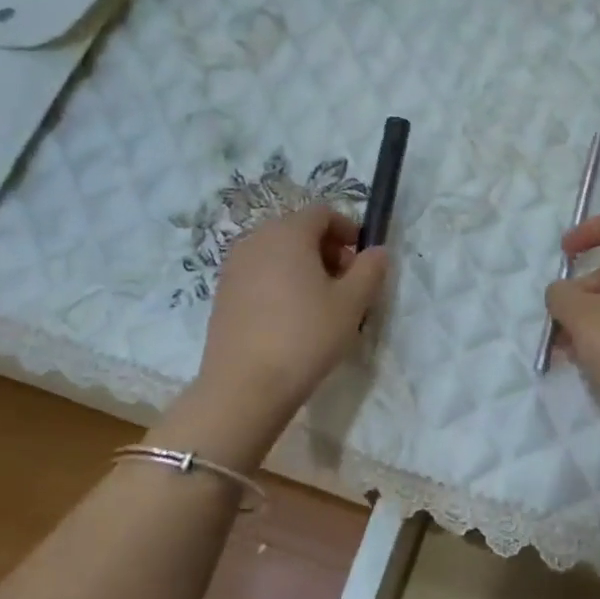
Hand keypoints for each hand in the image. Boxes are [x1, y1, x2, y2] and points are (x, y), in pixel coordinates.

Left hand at [199, 206, 389, 419]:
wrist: (245, 385)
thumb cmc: (305, 336)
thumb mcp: (351, 304)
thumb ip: (370, 270)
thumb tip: (377, 251)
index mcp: (287, 233)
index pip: (322, 213)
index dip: (348, 230)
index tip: (362, 261)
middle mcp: (255, 240)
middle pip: (298, 230)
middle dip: (326, 250)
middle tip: (346, 285)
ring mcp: (233, 267)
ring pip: (277, 253)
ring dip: (303, 267)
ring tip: (320, 304)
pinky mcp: (222, 294)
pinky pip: (259, 274)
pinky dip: (280, 283)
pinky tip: (291, 319)